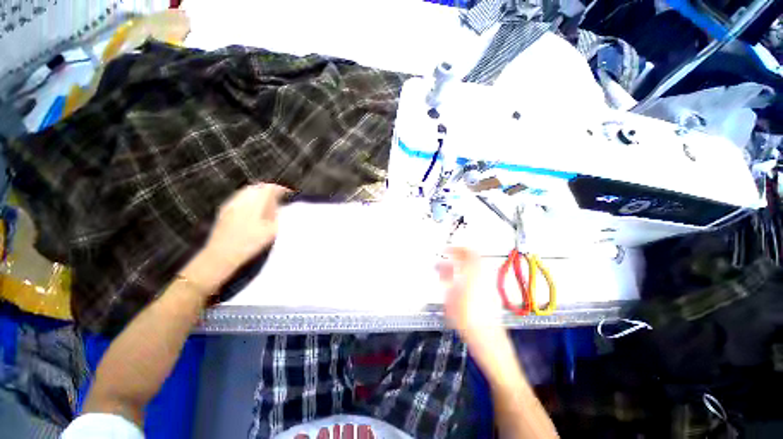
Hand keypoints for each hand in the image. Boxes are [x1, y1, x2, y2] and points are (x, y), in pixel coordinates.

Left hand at [181, 183, 289, 292]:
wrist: (221, 255)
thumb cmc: (249, 244)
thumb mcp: (271, 231)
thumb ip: (280, 217)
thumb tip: (286, 208)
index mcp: (254, 203)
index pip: (269, 188)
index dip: (281, 189)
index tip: (289, 194)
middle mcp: (241, 200)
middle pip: (258, 187)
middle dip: (270, 190)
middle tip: (280, 198)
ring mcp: (231, 204)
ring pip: (248, 191)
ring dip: (260, 193)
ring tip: (269, 203)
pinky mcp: (225, 211)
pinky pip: (240, 198)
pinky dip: (250, 199)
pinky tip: (254, 209)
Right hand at [438, 247, 502, 341]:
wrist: (486, 337)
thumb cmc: (466, 317)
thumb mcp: (449, 295)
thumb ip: (445, 276)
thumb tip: (440, 265)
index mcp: (473, 273)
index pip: (468, 251)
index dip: (456, 248)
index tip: (447, 250)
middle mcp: (484, 275)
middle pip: (474, 257)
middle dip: (460, 254)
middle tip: (450, 257)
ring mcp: (489, 283)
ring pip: (477, 266)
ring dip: (465, 264)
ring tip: (453, 269)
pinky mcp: (491, 292)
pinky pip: (480, 275)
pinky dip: (470, 273)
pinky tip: (461, 282)